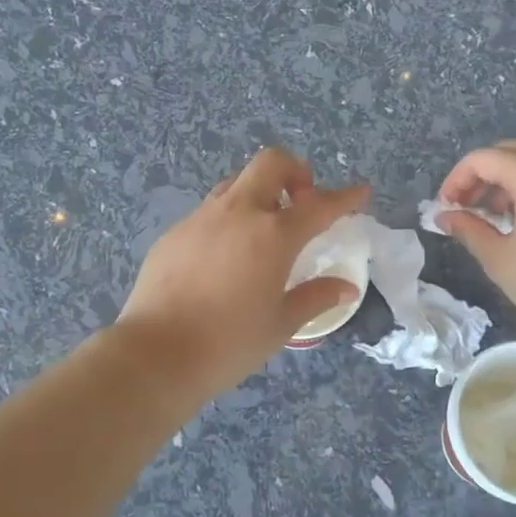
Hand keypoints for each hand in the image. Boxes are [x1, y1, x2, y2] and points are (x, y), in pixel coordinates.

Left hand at [118, 148, 368, 398]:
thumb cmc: (229, 343)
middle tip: (301, 203)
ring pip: (237, 182)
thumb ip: (315, 297)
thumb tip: (345, 288)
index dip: (344, 197)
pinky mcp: (175, 232)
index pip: (319, 205)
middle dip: (295, 172)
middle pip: (271, 163)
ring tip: (264, 229)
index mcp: (273, 234)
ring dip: (259, 193)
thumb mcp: (281, 324)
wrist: (155, 354)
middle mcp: (238, 213)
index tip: (360, 192)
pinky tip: (225, 256)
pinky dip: (229, 219)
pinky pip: (210, 211)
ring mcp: (202, 218)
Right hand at [436, 140, 515, 349]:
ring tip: (499, 219)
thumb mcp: (501, 259)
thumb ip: (469, 230)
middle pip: (511, 153)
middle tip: (467, 209)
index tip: (446, 208)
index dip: (457, 180)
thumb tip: (445, 216)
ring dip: (511, 182)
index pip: (482, 159)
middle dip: (483, 177)